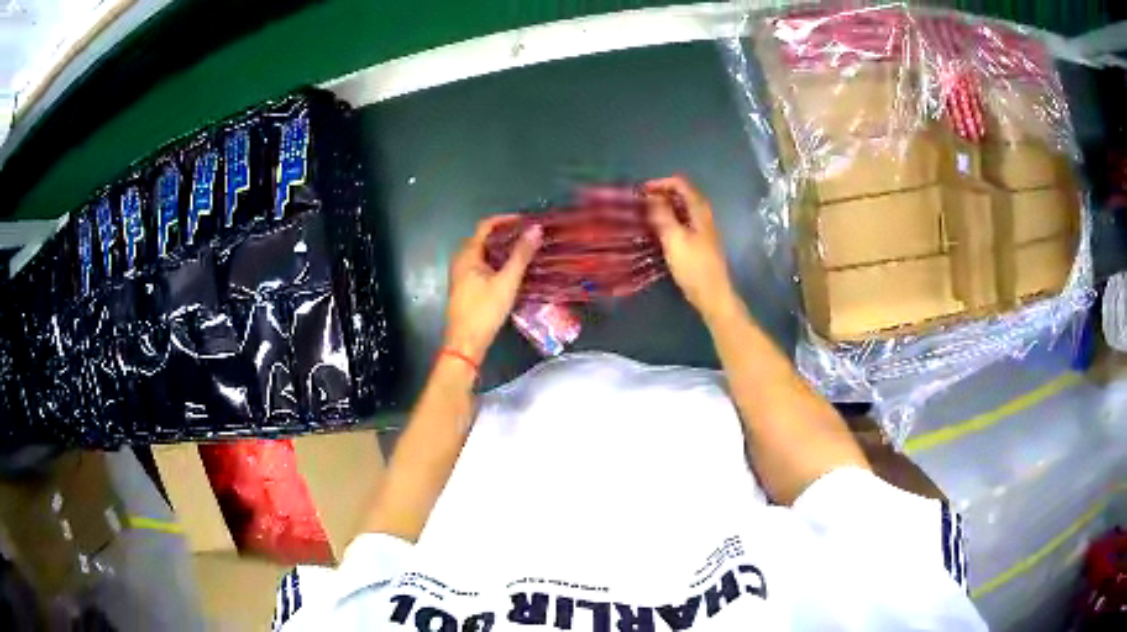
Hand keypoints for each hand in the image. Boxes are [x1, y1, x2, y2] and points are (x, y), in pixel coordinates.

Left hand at [444, 216, 542, 363]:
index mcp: (467, 254)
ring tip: (524, 251)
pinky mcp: (466, 287)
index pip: (485, 226)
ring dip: (502, 249)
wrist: (466, 343)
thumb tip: (535, 229)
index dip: (505, 220)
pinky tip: (512, 270)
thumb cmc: (484, 310)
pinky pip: (482, 266)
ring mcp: (461, 275)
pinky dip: (497, 262)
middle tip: (528, 236)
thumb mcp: (507, 282)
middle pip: (483, 238)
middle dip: (505, 234)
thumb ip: (521, 255)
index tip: (526, 221)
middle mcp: (461, 260)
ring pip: (483, 253)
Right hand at [643, 175, 737, 320]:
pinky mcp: (699, 242)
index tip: (640, 192)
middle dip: (661, 194)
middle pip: (682, 194)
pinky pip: (683, 222)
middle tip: (640, 203)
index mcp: (699, 210)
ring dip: (664, 208)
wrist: (712, 295)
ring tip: (645, 215)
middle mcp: (703, 215)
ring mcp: (703, 229)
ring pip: (682, 209)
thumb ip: (662, 214)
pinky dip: (669, 220)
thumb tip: (651, 195)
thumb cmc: (693, 266)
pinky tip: (657, 231)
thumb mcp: (674, 238)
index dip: (660, 183)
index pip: (680, 183)